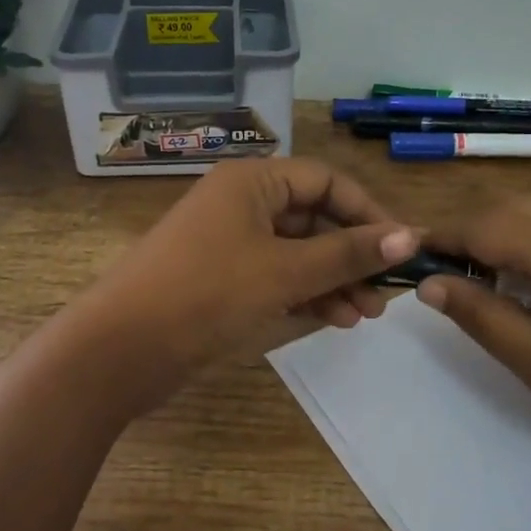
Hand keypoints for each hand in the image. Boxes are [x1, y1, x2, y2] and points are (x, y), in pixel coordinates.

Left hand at [81, 158, 417, 381]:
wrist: (120, 349)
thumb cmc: (207, 293)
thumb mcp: (285, 271)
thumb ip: (348, 253)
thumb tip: (410, 236)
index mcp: (252, 181)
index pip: (326, 181)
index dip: (368, 211)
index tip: (402, 248)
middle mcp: (241, 203)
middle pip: (313, 217)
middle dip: (352, 254)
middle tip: (384, 293)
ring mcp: (228, 242)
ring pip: (296, 251)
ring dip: (333, 279)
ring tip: (364, 316)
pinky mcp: (220, 278)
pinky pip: (275, 275)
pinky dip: (304, 293)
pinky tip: (333, 319)